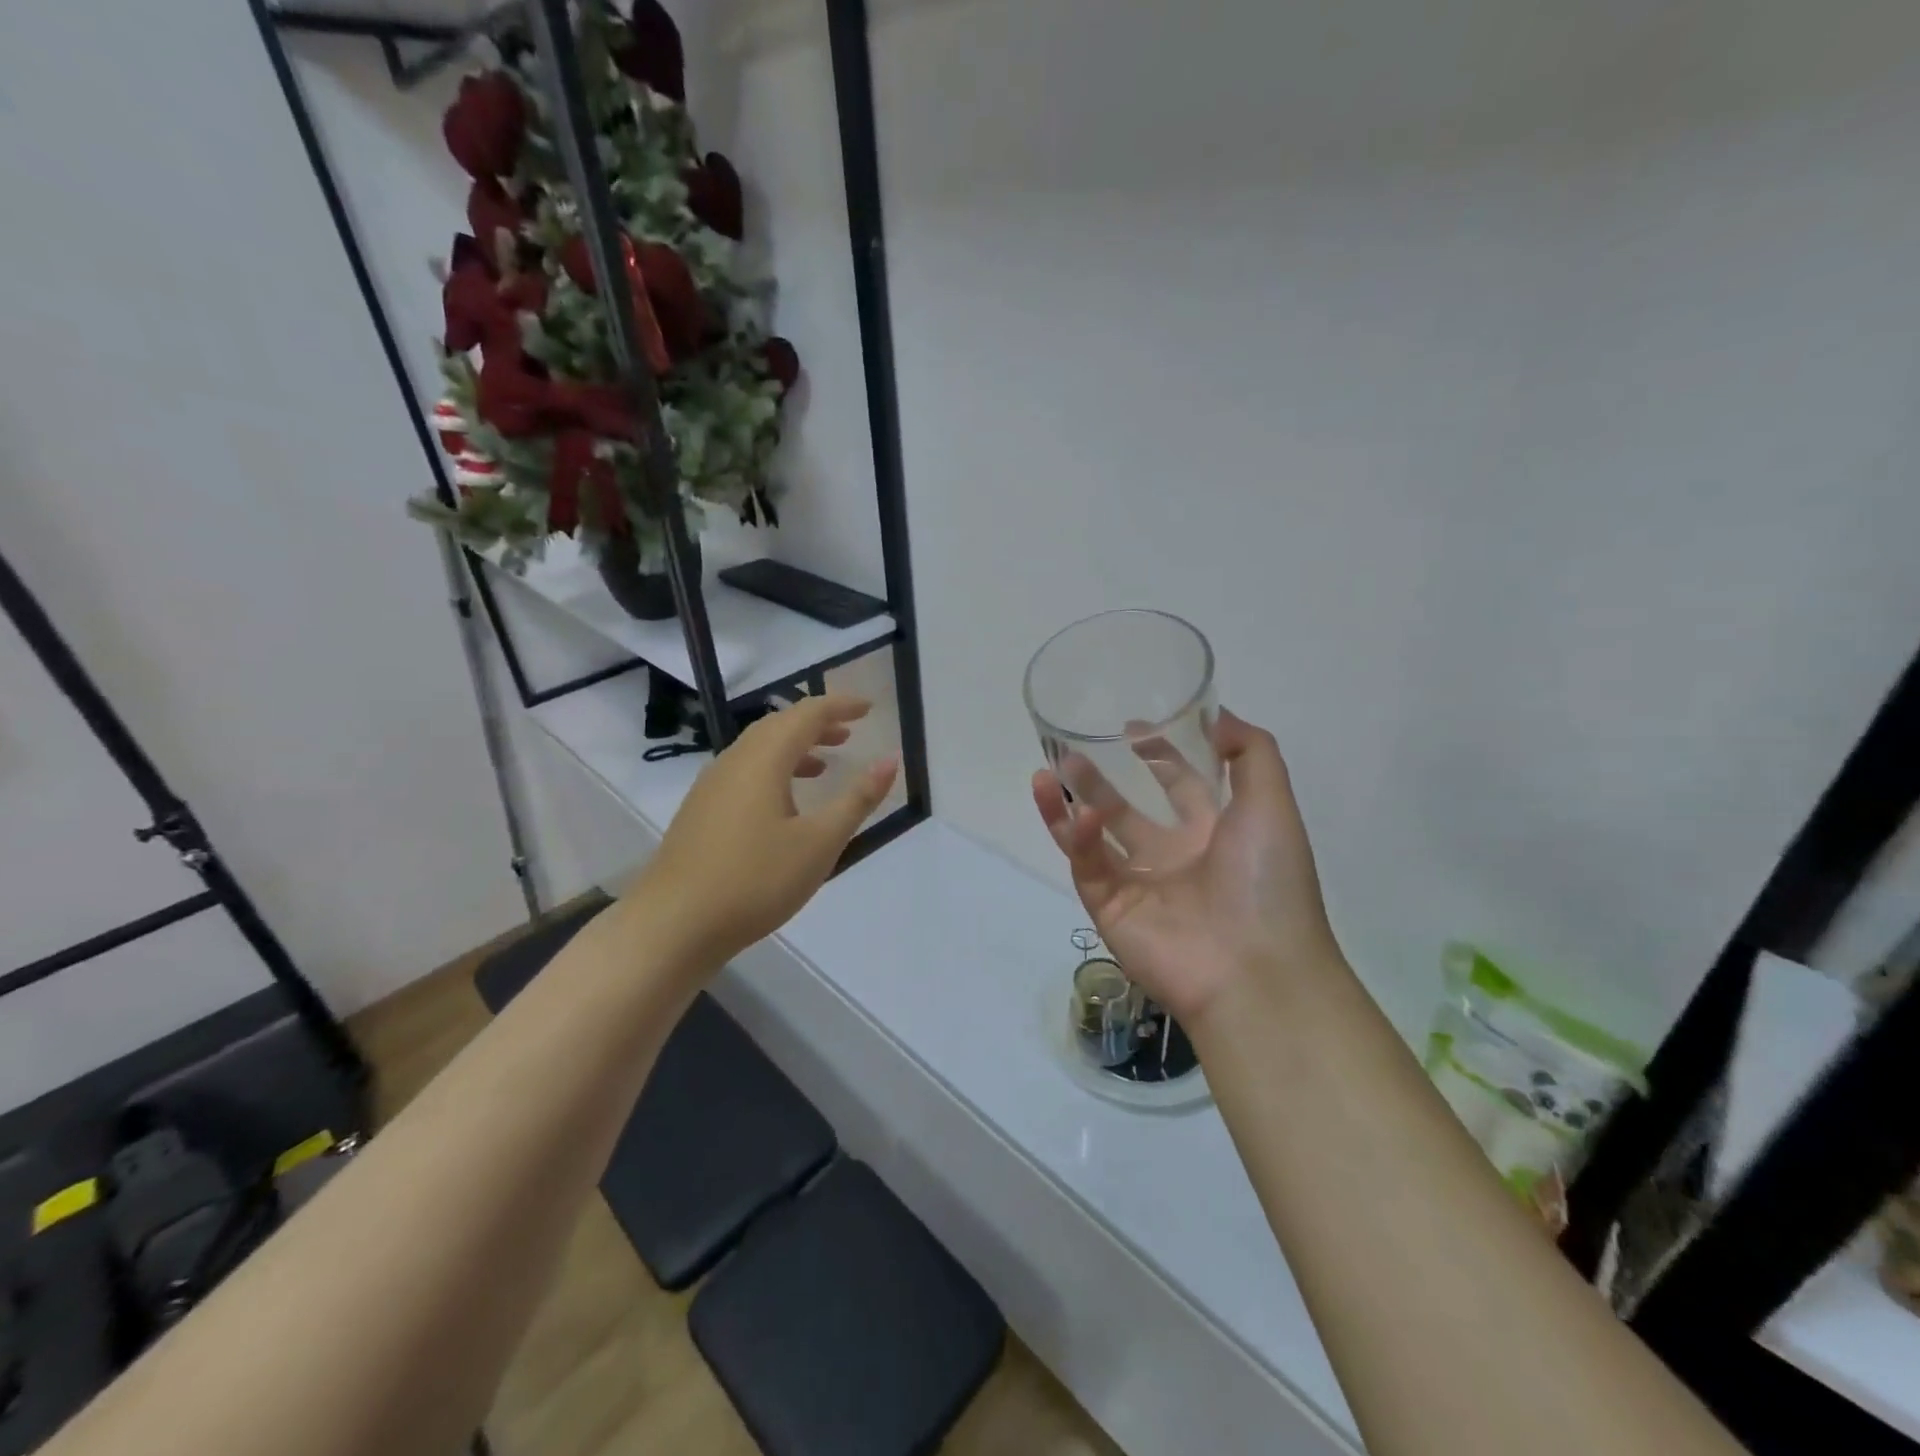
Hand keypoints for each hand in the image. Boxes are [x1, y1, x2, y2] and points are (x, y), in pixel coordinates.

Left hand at [641, 695, 898, 968]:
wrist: (672, 925)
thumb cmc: (755, 880)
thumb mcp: (819, 842)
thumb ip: (857, 799)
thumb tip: (891, 759)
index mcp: (764, 760)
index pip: (807, 714)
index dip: (840, 706)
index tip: (869, 708)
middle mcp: (734, 762)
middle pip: (779, 725)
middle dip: (817, 723)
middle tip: (850, 732)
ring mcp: (711, 786)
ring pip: (758, 749)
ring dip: (795, 747)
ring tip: (824, 763)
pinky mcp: (700, 811)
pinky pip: (744, 771)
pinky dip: (774, 769)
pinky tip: (784, 802)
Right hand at [1032, 709, 1340, 1022]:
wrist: (1255, 970)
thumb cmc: (1267, 881)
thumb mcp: (1273, 803)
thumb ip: (1251, 752)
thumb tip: (1215, 715)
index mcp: (1213, 833)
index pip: (1179, 784)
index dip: (1158, 755)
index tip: (1131, 726)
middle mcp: (1173, 856)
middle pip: (1126, 808)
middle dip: (1099, 778)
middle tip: (1069, 749)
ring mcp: (1138, 884)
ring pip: (1093, 836)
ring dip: (1069, 804)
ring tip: (1045, 773)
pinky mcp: (1110, 908)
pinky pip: (1089, 866)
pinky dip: (1079, 838)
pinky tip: (1077, 813)